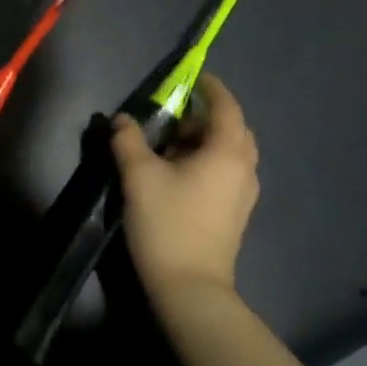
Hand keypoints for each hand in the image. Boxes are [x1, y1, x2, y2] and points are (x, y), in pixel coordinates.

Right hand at [110, 74, 259, 298]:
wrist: (190, 287)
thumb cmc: (167, 224)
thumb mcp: (139, 177)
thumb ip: (128, 141)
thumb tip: (122, 119)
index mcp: (227, 151)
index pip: (226, 106)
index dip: (210, 87)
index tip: (192, 78)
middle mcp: (244, 168)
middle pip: (232, 128)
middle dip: (204, 117)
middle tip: (172, 120)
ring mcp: (244, 193)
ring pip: (229, 153)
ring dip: (205, 142)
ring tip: (172, 148)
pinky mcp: (236, 213)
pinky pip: (227, 173)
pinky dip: (208, 162)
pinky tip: (180, 177)